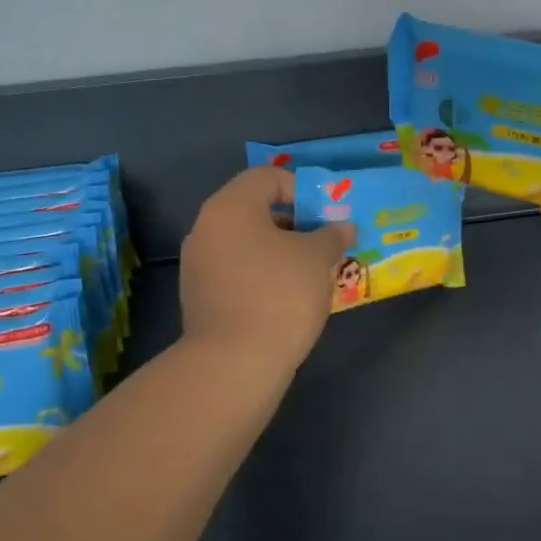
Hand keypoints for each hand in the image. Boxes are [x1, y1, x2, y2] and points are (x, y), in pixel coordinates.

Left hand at [178, 166, 355, 373]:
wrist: (233, 364)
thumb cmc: (279, 295)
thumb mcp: (316, 259)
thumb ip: (331, 236)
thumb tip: (343, 227)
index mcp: (230, 207)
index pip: (267, 177)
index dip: (301, 189)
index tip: (325, 216)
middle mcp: (206, 227)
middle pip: (253, 209)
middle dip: (293, 222)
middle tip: (322, 242)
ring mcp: (197, 263)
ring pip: (244, 242)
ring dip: (277, 249)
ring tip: (308, 272)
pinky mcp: (198, 296)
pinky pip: (235, 270)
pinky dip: (260, 273)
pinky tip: (284, 297)